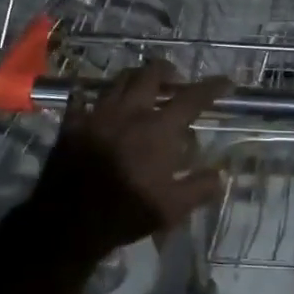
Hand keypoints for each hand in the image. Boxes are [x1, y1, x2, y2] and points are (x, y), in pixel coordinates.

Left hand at [31, 60, 230, 258]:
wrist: (67, 222)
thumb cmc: (126, 212)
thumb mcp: (173, 208)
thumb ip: (200, 188)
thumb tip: (220, 174)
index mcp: (159, 129)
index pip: (192, 98)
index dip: (212, 87)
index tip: (225, 82)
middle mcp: (130, 112)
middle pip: (150, 74)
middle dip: (167, 71)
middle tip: (175, 80)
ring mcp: (97, 114)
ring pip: (118, 81)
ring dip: (135, 79)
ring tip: (141, 88)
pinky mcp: (72, 124)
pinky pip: (81, 100)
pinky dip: (92, 97)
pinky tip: (96, 104)